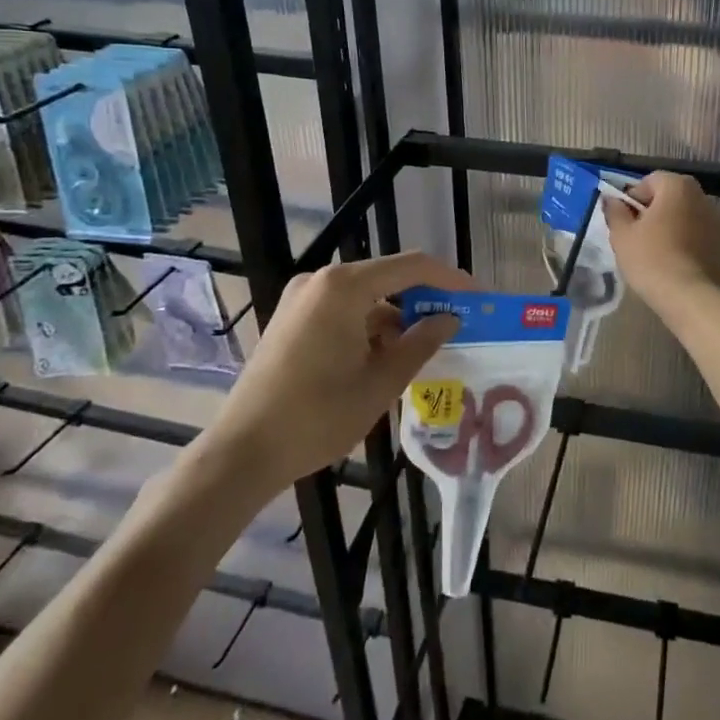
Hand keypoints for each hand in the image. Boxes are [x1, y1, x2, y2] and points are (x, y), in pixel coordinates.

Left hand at [212, 252, 475, 484]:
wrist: (242, 453)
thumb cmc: (318, 416)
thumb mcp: (381, 382)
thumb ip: (421, 343)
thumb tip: (449, 320)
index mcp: (344, 287)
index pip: (412, 267)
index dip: (449, 279)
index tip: (478, 298)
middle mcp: (321, 280)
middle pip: (388, 278)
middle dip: (424, 301)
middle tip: (456, 325)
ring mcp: (302, 298)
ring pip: (366, 298)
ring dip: (396, 319)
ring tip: (423, 351)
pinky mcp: (292, 319)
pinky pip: (343, 311)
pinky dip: (369, 328)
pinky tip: (385, 359)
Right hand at [604, 171, 719, 308]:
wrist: (693, 298)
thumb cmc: (652, 260)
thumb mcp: (622, 236)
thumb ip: (615, 212)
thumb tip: (612, 200)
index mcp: (678, 187)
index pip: (649, 181)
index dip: (633, 199)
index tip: (625, 222)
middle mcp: (703, 197)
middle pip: (670, 198)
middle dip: (653, 212)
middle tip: (637, 238)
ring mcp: (719, 222)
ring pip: (686, 218)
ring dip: (671, 228)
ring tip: (656, 254)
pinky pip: (699, 236)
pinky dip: (687, 244)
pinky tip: (675, 265)